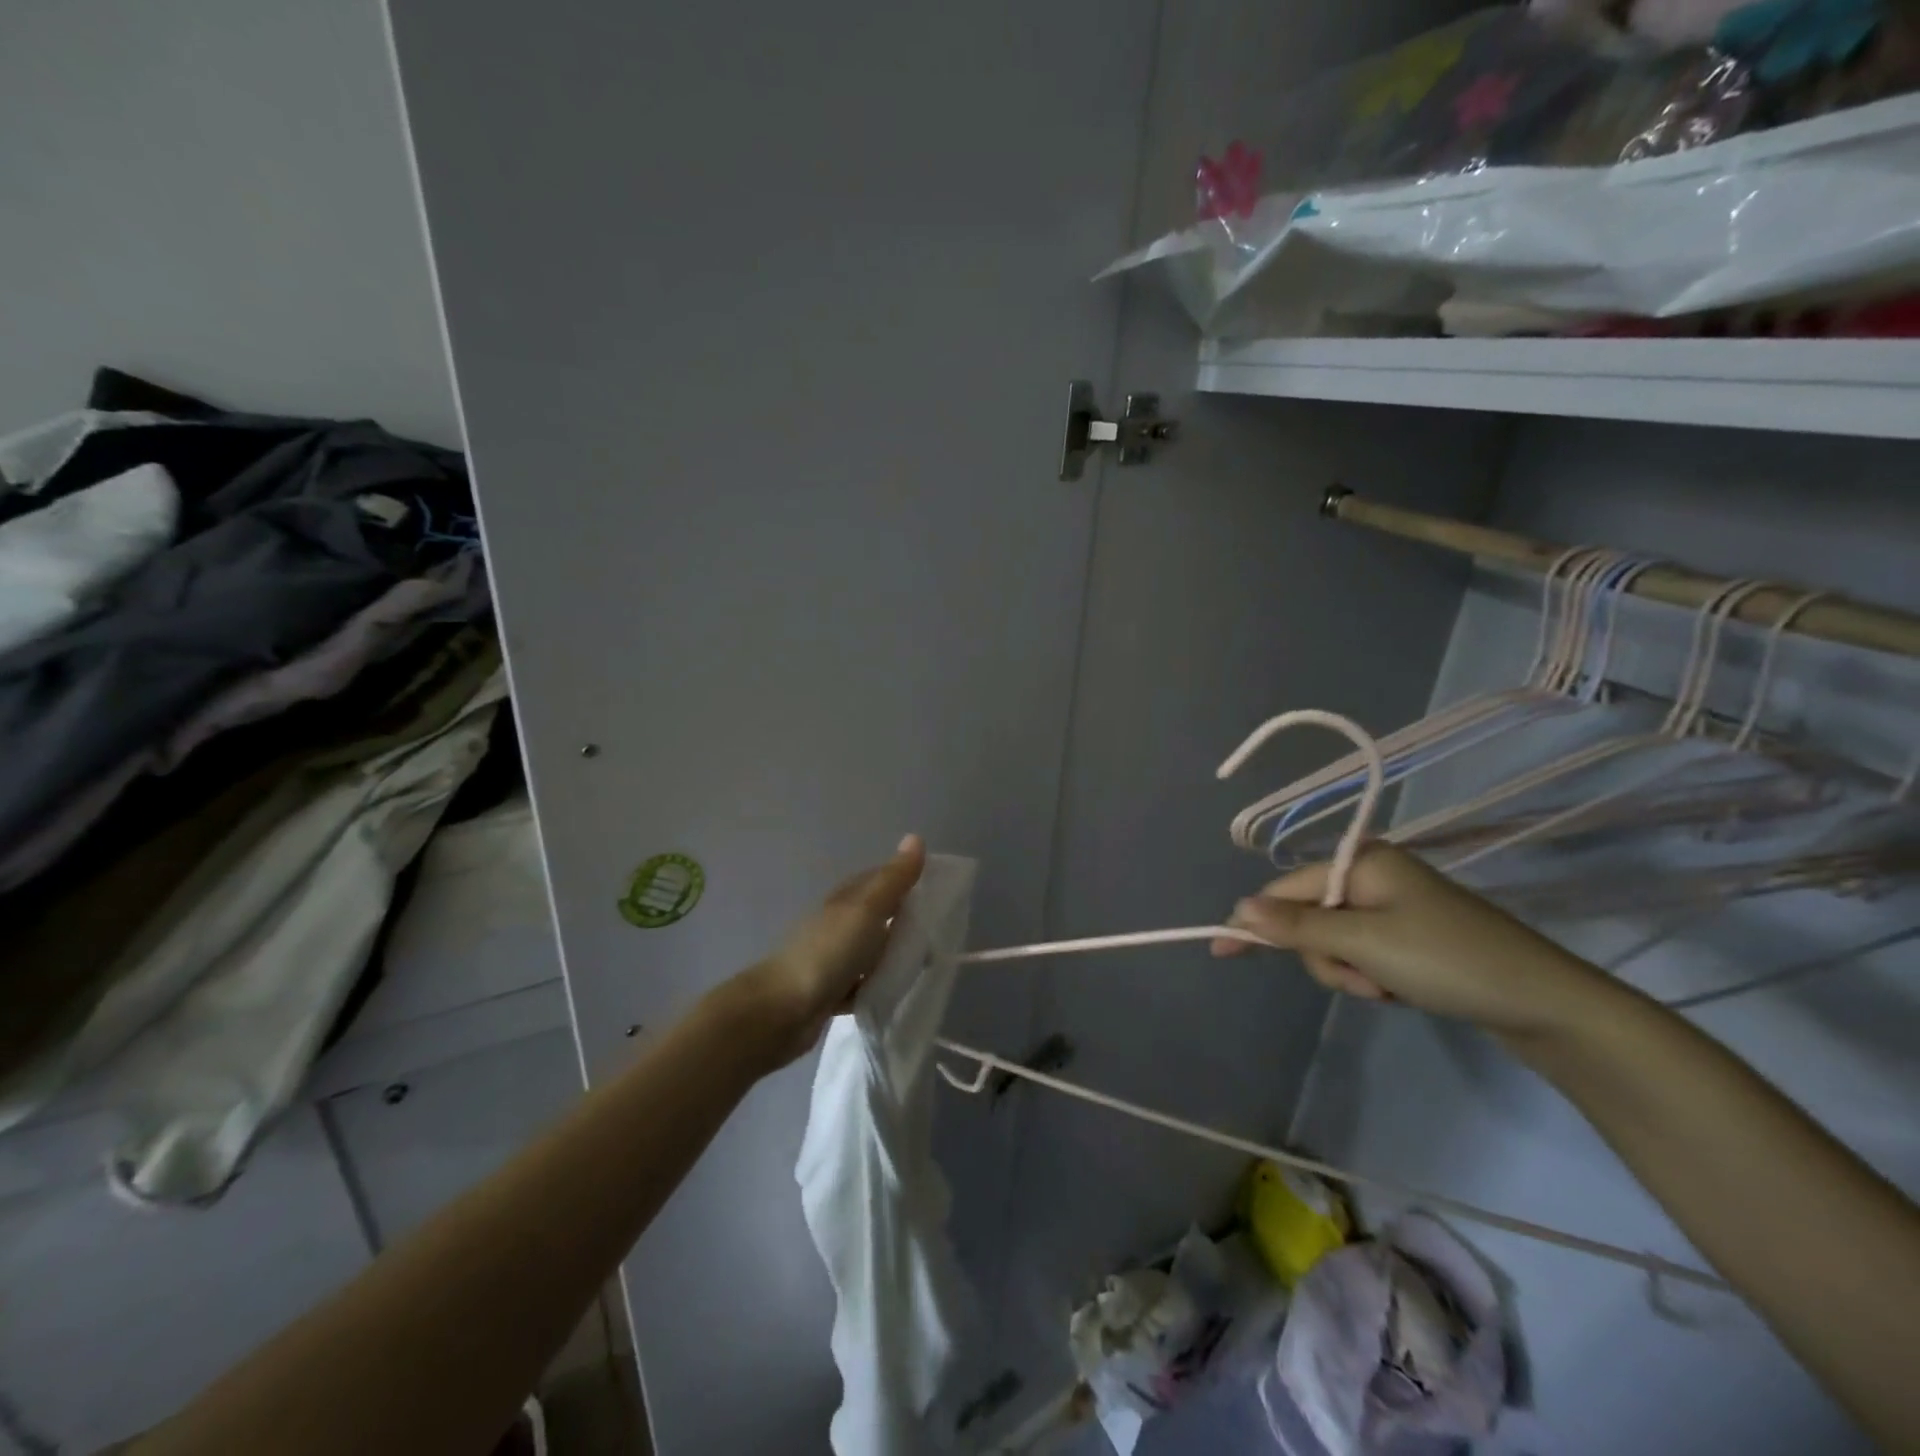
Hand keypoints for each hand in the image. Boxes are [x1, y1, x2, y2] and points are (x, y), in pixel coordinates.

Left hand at [727, 834, 926, 1068]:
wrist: (781, 1011)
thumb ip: (893, 879)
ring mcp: (832, 959)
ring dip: (892, 955)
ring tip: (925, 965)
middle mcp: (837, 925)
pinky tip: (896, 995)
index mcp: (845, 900)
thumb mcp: (867, 910)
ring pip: (870, 951)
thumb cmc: (828, 952)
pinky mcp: (830, 993)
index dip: (905, 880)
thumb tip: (916, 837)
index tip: (938, 890)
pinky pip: (862, 985)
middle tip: (939, 932)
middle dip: (903, 920)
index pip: (879, 880)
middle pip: (876, 916)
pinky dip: (877, 987)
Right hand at [1213, 843, 1604, 1038]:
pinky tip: (1399, 991)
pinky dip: (1370, 977)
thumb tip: (1240, 908)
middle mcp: (1371, 876)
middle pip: (1309, 919)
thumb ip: (1298, 926)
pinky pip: (1361, 953)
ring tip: (1387, 990)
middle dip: (1327, 957)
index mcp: (1361, 861)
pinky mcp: (1406, 936)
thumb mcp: (1365, 943)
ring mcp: (1390, 907)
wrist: (1544, 1004)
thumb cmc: (1448, 960)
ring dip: (1350, 973)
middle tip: (1365, 980)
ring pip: (1332, 943)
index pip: (1286, 890)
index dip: (1255, 921)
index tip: (1222, 951)